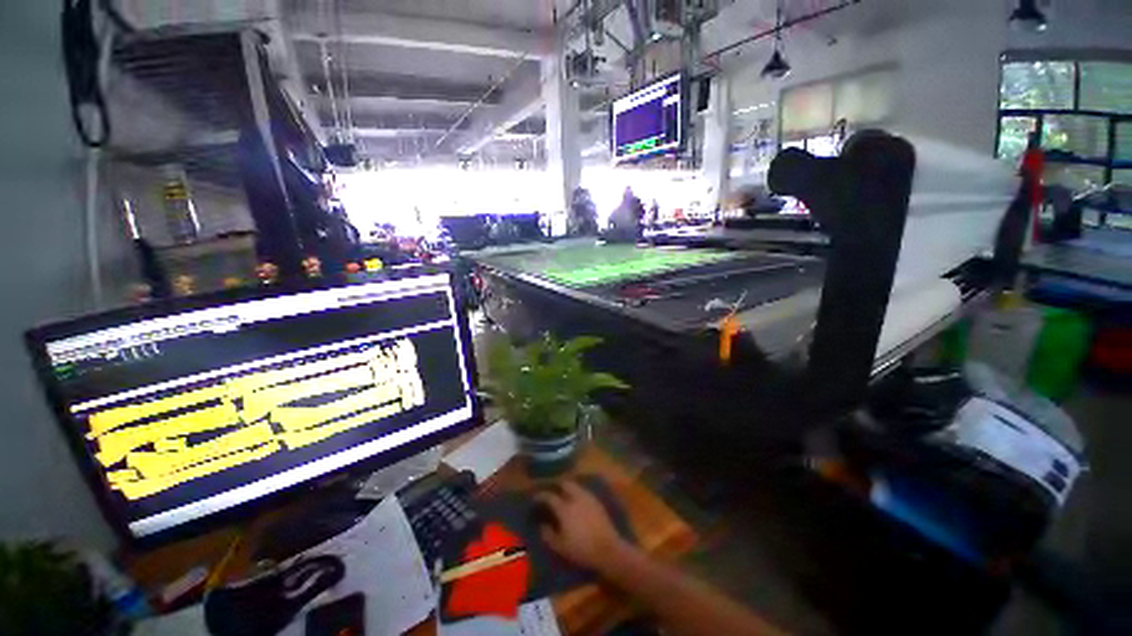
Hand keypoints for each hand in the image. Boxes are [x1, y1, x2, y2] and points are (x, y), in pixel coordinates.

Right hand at [534, 481, 633, 572]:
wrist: (608, 549)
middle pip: (565, 484)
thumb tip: (542, 525)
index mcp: (565, 508)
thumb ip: (548, 535)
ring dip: (568, 488)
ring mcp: (588, 498)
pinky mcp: (597, 502)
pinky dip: (577, 493)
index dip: (541, 496)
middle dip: (557, 486)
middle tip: (552, 492)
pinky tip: (577, 501)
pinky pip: (584, 492)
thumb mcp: (560, 547)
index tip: (535, 498)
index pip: (550, 496)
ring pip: (576, 486)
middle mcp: (576, 498)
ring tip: (564, 495)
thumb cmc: (581, 550)